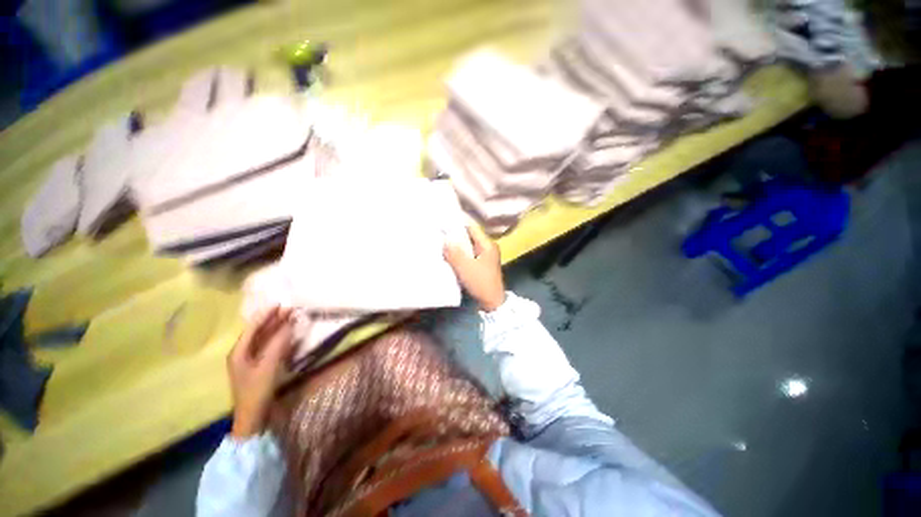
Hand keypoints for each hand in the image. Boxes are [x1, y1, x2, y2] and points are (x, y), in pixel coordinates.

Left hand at [227, 307, 294, 438]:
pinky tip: (288, 334)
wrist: (253, 417)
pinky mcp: (260, 367)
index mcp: (239, 352)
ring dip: (277, 328)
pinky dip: (279, 339)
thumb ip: (278, 344)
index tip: (279, 304)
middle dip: (273, 320)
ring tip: (291, 317)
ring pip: (265, 339)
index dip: (265, 315)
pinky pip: (269, 347)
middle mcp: (243, 354)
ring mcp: (251, 361)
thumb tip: (289, 325)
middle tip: (289, 309)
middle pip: (258, 332)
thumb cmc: (256, 391)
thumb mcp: (267, 367)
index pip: (252, 328)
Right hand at [444, 224, 506, 311]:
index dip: (458, 226)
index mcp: (488, 245)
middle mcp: (488, 248)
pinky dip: (461, 256)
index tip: (444, 226)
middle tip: (441, 237)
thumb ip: (454, 253)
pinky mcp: (482, 266)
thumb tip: (444, 240)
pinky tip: (451, 258)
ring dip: (458, 248)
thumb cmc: (480, 282)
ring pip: (469, 248)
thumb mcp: (465, 267)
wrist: (492, 302)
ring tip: (443, 246)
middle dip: (456, 238)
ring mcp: (486, 258)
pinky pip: (469, 256)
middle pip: (470, 238)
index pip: (472, 228)